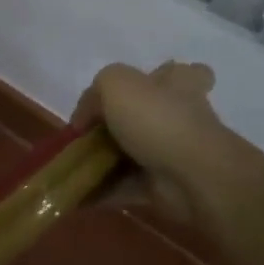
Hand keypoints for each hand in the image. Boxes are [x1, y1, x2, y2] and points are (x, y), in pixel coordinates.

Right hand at [73, 61, 227, 224]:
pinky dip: (104, 190)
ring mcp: (173, 154)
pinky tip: (77, 191)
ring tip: (72, 163)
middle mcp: (178, 116)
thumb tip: (85, 119)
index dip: (163, 76)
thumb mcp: (115, 83)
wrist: (191, 176)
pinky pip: (126, 186)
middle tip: (90, 130)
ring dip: (106, 159)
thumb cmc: (157, 117)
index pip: (179, 73)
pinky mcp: (163, 187)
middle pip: (152, 114)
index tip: (143, 86)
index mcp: (176, 84)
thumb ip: (95, 94)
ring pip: (134, 152)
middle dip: (123, 122)